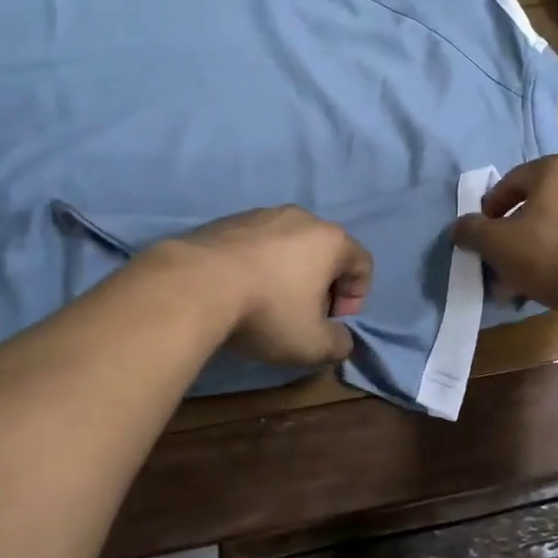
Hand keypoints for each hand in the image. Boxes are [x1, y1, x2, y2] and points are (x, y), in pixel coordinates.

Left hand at [161, 207, 372, 365]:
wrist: (195, 284)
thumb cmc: (267, 311)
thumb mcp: (312, 344)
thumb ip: (338, 344)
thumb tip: (340, 339)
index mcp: (330, 239)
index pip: (362, 263)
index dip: (355, 298)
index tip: (333, 323)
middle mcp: (301, 217)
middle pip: (325, 252)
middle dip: (321, 285)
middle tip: (303, 317)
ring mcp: (262, 214)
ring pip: (288, 245)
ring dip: (287, 274)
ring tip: (266, 304)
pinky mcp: (228, 220)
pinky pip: (255, 244)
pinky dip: (256, 265)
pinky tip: (238, 290)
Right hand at [452, 155, 557, 315]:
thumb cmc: (552, 253)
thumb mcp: (498, 244)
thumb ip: (472, 231)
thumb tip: (459, 227)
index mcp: (556, 167)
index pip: (511, 182)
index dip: (490, 210)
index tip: (483, 237)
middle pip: (539, 204)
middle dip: (517, 235)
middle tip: (504, 262)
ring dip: (540, 248)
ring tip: (528, 281)